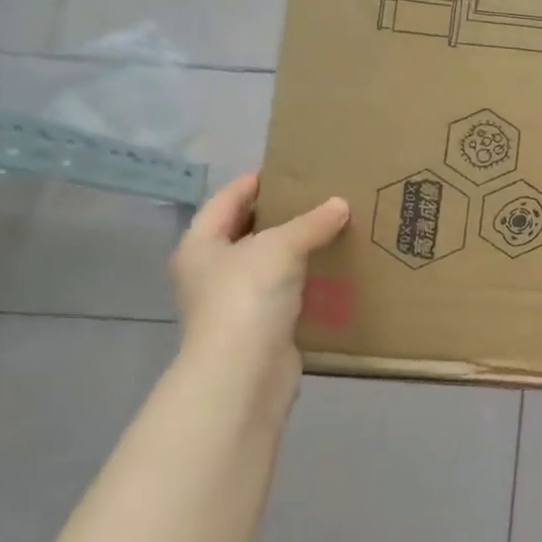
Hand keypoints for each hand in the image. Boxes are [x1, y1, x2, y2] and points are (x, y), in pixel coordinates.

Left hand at [170, 173, 348, 414]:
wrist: (244, 372)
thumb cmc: (247, 297)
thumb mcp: (281, 247)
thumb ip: (312, 223)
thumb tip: (340, 204)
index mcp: (201, 245)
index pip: (226, 200)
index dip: (254, 182)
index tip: (289, 169)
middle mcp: (212, 271)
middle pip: (247, 231)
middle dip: (281, 215)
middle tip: (321, 197)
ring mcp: (235, 300)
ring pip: (270, 262)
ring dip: (298, 248)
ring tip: (335, 229)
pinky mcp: (261, 324)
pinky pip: (287, 290)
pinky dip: (308, 278)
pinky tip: (336, 269)